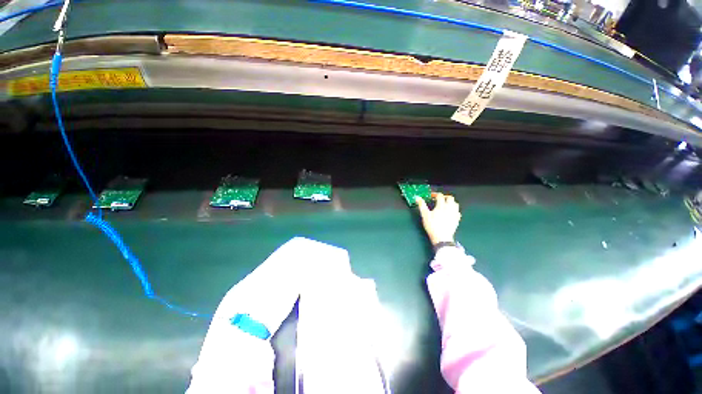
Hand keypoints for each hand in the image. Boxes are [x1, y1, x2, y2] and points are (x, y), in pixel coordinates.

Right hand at [415, 193, 461, 245]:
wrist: (442, 237)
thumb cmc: (432, 225)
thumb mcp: (424, 215)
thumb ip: (421, 205)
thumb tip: (417, 198)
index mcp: (441, 206)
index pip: (440, 196)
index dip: (435, 194)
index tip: (431, 196)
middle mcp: (449, 208)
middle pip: (450, 198)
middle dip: (444, 197)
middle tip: (439, 199)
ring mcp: (454, 214)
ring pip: (455, 204)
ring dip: (450, 202)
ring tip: (445, 204)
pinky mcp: (457, 220)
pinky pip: (457, 211)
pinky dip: (454, 209)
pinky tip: (450, 212)